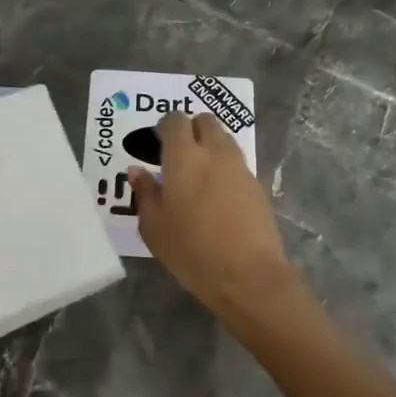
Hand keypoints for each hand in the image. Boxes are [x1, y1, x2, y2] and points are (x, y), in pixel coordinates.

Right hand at [130, 113, 292, 320]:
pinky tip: (217, 195)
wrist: (248, 275)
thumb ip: (145, 193)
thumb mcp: (154, 227)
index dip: (165, 127)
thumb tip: (137, 172)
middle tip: (179, 154)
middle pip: (205, 121)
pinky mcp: (258, 185)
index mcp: (184, 157)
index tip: (158, 144)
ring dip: (210, 146)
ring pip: (224, 139)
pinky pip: (237, 163)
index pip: (175, 121)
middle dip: (192, 129)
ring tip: (198, 174)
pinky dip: (225, 168)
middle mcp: (215, 153)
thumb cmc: (191, 251)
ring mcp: (240, 167)